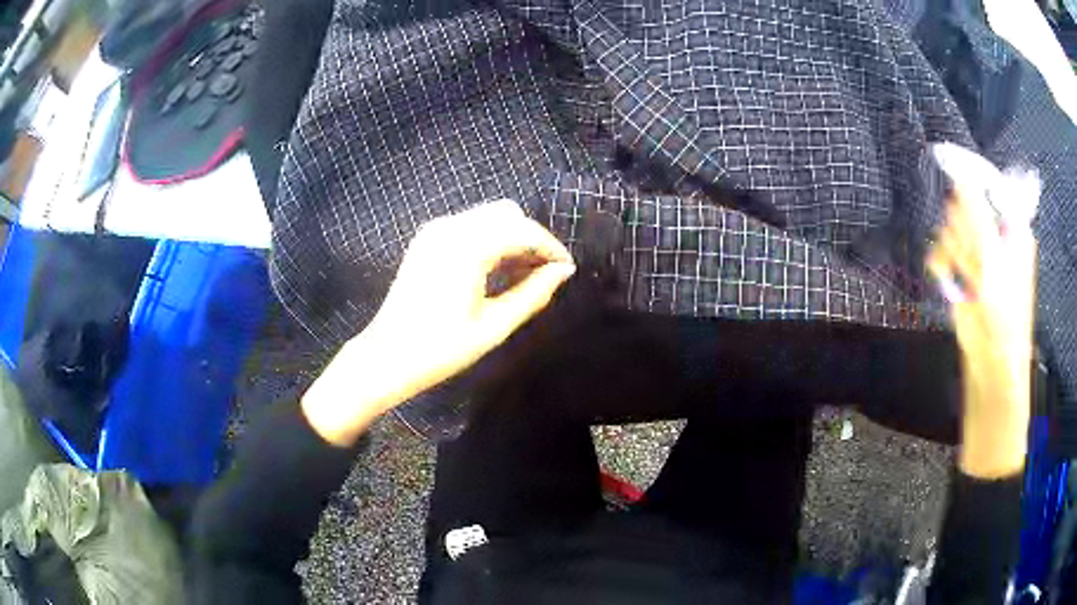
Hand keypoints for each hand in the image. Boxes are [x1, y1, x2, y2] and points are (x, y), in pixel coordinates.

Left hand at [302, 200, 575, 445]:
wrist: (387, 356)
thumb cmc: (442, 349)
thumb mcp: (494, 326)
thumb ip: (533, 294)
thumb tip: (563, 273)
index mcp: (467, 248)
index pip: (523, 231)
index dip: (550, 247)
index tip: (566, 269)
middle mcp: (450, 228)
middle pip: (507, 214)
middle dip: (531, 238)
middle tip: (544, 273)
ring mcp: (435, 230)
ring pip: (488, 216)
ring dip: (511, 237)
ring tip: (524, 275)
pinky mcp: (426, 238)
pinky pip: (469, 225)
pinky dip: (489, 239)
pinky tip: (496, 269)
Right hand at [927, 143, 1039, 477]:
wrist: (991, 364)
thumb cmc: (1005, 316)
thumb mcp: (995, 261)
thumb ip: (977, 214)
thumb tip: (958, 176)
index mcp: (1011, 226)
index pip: (987, 182)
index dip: (967, 169)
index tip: (940, 155)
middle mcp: (994, 234)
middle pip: (965, 205)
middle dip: (963, 227)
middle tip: (974, 257)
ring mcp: (977, 253)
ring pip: (950, 227)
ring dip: (954, 251)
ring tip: (967, 279)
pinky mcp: (960, 271)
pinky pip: (940, 250)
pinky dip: (941, 264)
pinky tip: (949, 280)